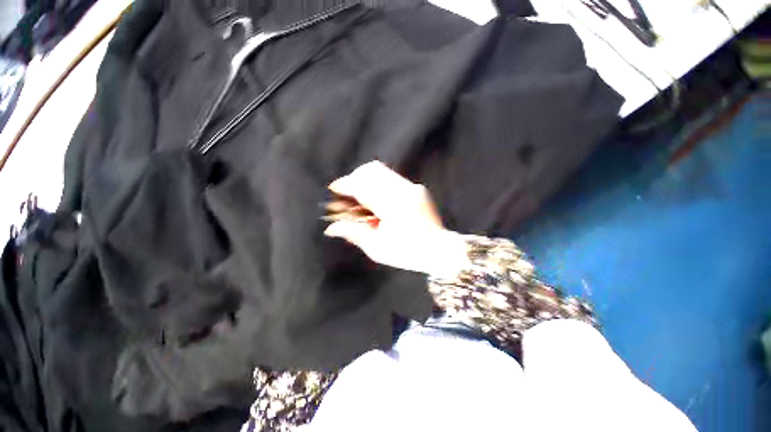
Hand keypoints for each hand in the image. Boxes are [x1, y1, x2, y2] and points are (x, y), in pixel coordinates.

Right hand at [324, 161, 468, 276]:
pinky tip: (376, 199)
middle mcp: (403, 191)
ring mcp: (412, 187)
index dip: (346, 184)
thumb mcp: (377, 248)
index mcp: (392, 206)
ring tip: (360, 197)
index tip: (335, 189)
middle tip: (347, 194)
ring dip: (366, 180)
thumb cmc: (408, 252)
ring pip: (382, 171)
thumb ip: (353, 233)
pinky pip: (391, 178)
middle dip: (355, 178)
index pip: (363, 184)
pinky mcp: (416, 188)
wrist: (439, 250)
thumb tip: (331, 228)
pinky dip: (378, 184)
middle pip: (372, 170)